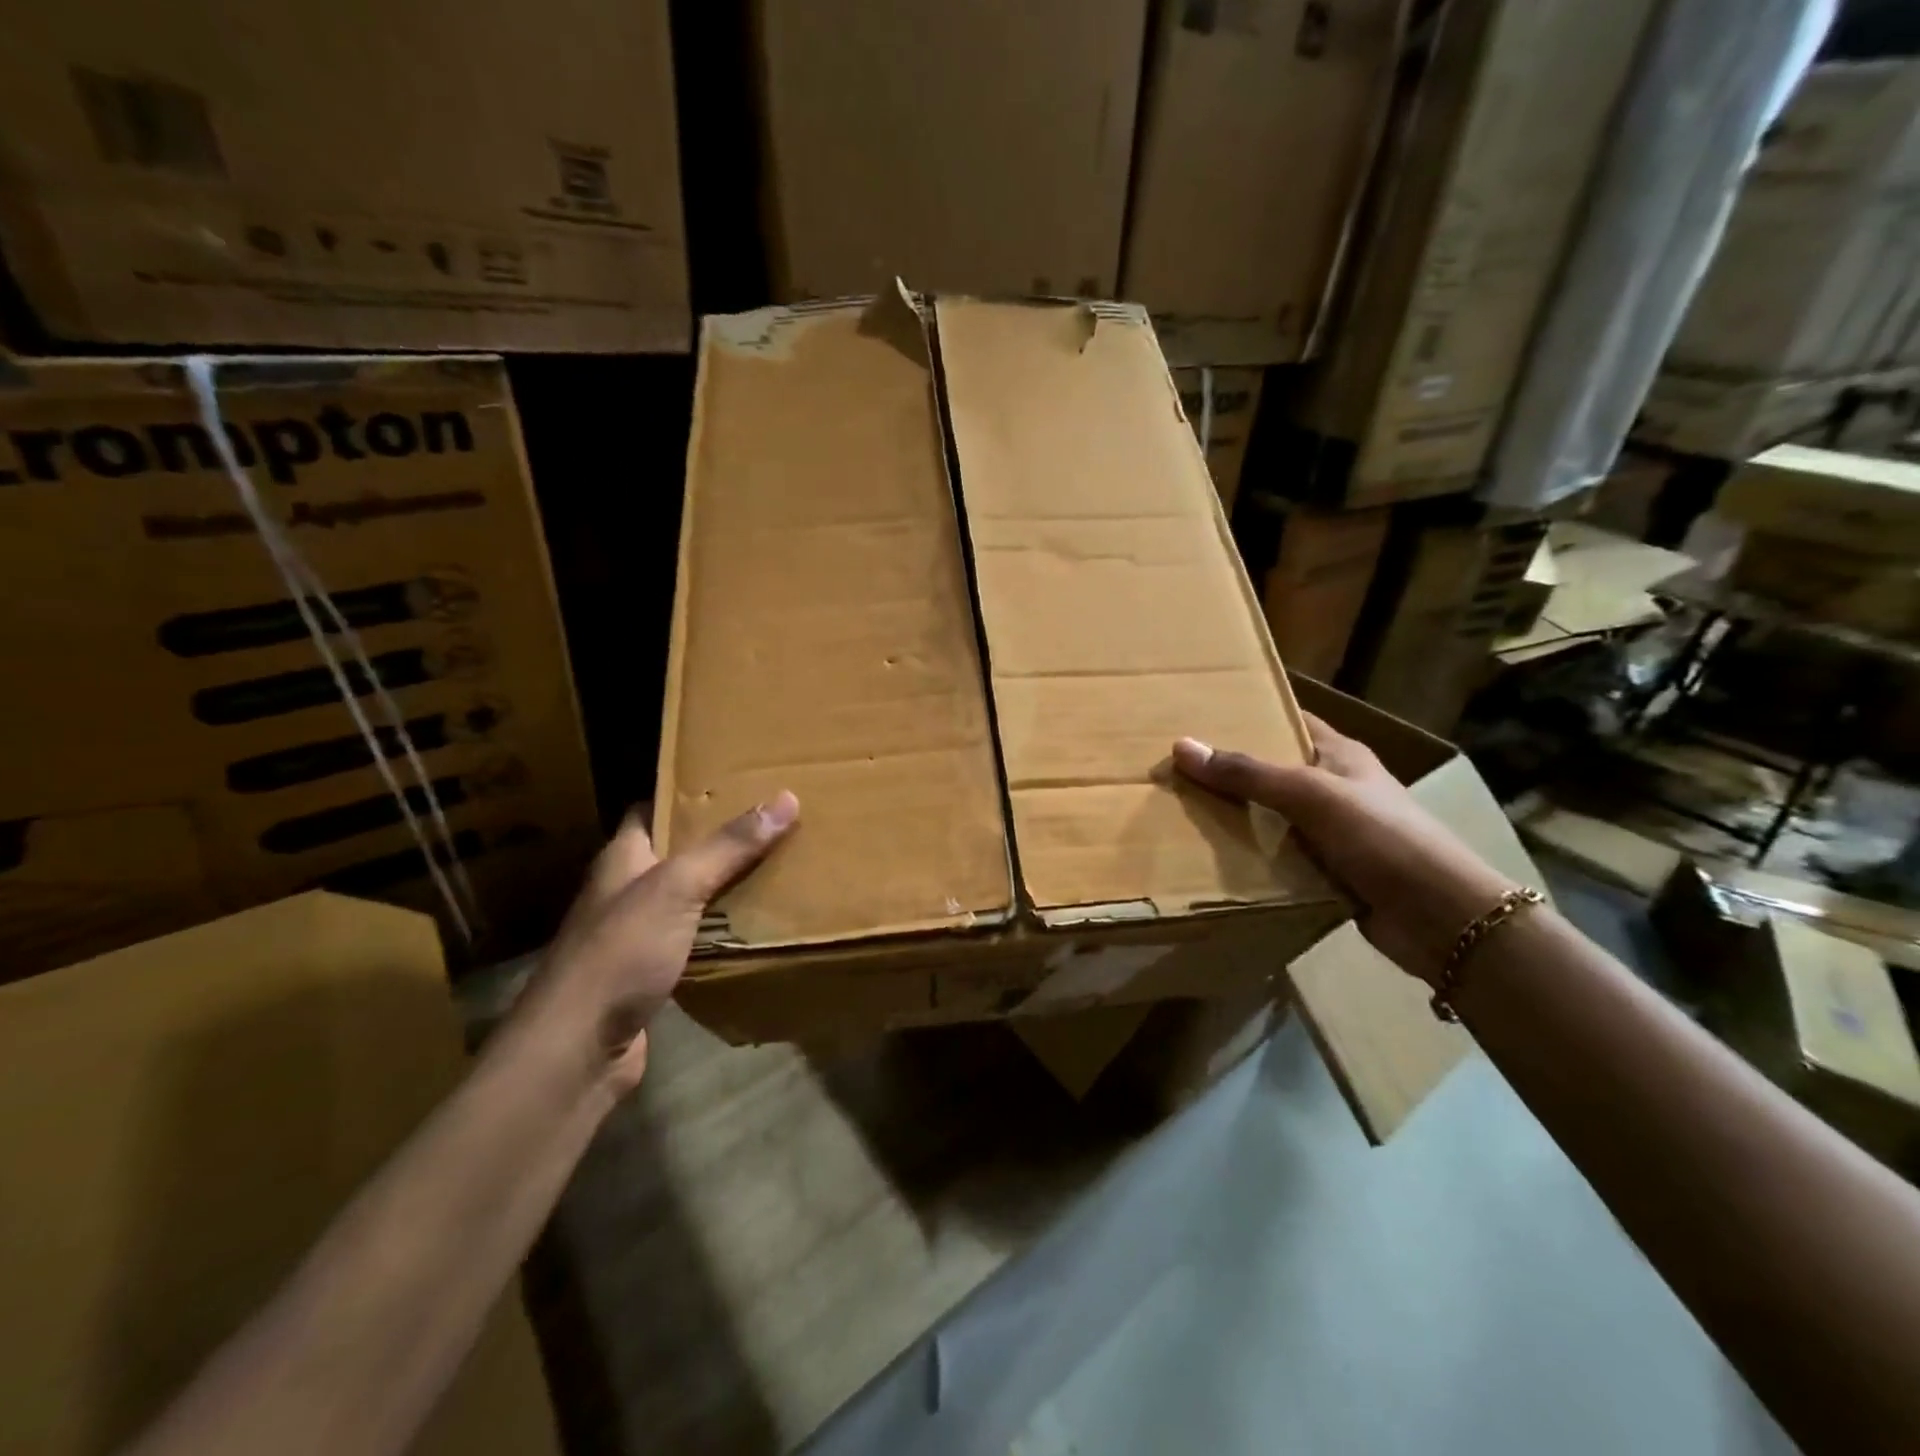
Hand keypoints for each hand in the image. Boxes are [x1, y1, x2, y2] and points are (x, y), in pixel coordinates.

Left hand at [529, 790, 798, 1090]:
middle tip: (772, 824)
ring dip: (724, 887)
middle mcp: (625, 890)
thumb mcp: (678, 888)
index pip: (651, 809)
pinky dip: (721, 931)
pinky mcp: (649, 973)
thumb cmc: (621, 953)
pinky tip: (756, 928)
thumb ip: (729, 846)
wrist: (577, 1050)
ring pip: (687, 898)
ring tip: (776, 868)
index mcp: (622, 858)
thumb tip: (786, 798)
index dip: (687, 794)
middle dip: (720, 840)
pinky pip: (693, 939)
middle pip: (676, 853)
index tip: (736, 784)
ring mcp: (634, 935)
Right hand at [1173, 719, 1513, 986]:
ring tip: (1179, 808)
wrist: (1440, 917)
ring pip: (1270, 815)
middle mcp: (1334, 788)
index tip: (1199, 715)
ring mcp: (1331, 831)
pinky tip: (1211, 856)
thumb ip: (1248, 773)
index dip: (1248, 714)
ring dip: (1235, 816)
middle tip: (1175, 766)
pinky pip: (1277, 855)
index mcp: (1339, 755)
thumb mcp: (1310, 794)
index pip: (1287, 721)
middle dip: (1229, 769)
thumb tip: (1181, 746)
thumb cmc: (1381, 837)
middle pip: (1272, 770)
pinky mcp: (1326, 870)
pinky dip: (1250, 855)